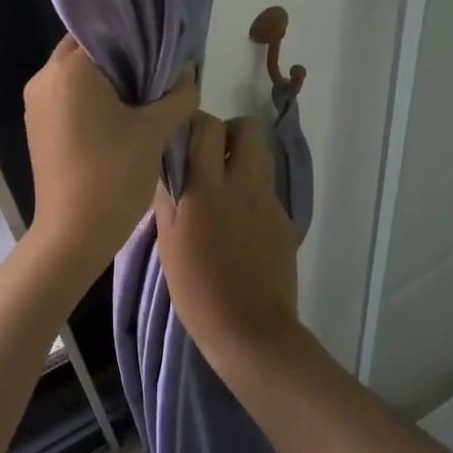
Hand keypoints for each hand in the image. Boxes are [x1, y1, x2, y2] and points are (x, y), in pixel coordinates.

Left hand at [23, 35, 198, 268]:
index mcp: (69, 69)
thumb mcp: (155, 131)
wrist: (74, 234)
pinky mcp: (38, 127)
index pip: (104, 31)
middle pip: (87, 50)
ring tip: (143, 93)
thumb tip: (189, 69)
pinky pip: (68, 97)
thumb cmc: (114, 174)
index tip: (162, 46)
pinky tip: (120, 115)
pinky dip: (92, 98)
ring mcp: (36, 104)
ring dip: (107, 78)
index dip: (136, 35)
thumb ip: (178, 94)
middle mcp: (44, 78)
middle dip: (121, 57)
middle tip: (157, 70)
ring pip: (76, 75)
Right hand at [153, 113, 300, 359]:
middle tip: (209, 155)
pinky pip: (266, 187)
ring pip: (261, 155)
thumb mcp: (168, 242)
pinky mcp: (284, 219)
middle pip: (247, 129)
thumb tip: (168, 165)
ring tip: (223, 184)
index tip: (182, 137)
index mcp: (207, 187)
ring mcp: (268, 200)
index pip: (207, 127)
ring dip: (242, 157)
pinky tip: (238, 220)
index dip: (194, 124)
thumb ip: (169, 196)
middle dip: (228, 132)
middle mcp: (243, 184)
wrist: (250, 329)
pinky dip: (252, 190)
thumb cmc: (197, 289)